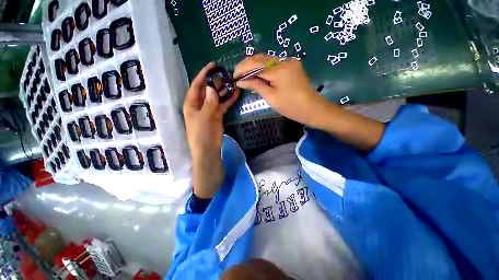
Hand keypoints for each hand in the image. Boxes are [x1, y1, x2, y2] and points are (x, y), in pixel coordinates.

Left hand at [183, 62, 239, 198]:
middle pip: (208, 89)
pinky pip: (224, 105)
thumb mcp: (203, 119)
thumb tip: (211, 88)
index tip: (213, 65)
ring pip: (217, 96)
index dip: (204, 74)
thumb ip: (208, 103)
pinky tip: (236, 93)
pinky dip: (229, 99)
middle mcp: (200, 105)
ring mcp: (210, 110)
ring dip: (224, 89)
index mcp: (191, 104)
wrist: (208, 151)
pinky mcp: (218, 115)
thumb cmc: (201, 136)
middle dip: (216, 81)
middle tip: (227, 73)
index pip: (197, 85)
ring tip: (233, 81)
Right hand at [234, 54, 327, 126]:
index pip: (255, 64)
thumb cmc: (291, 107)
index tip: (234, 76)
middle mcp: (284, 60)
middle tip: (238, 75)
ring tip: (246, 75)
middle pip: (261, 58)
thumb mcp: (271, 97)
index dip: (242, 69)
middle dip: (247, 65)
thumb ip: (256, 85)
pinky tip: (258, 74)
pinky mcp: (292, 65)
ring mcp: (289, 61)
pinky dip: (264, 67)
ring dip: (255, 65)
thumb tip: (240, 81)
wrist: (312, 108)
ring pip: (267, 59)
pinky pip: (274, 63)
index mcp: (279, 70)